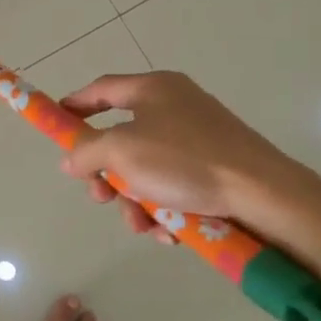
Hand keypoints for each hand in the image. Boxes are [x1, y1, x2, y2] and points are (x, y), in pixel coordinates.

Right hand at [59, 71, 320, 270]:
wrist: (264, 194)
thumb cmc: (186, 161)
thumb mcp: (123, 150)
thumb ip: (87, 150)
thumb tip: (71, 158)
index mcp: (154, 89)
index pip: (101, 89)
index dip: (74, 105)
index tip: (56, 124)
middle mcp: (176, 106)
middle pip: (122, 137)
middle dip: (107, 173)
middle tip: (100, 195)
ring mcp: (198, 138)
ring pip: (147, 169)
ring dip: (136, 200)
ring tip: (142, 225)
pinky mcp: (216, 168)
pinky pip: (174, 185)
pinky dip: (165, 208)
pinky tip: (169, 231)